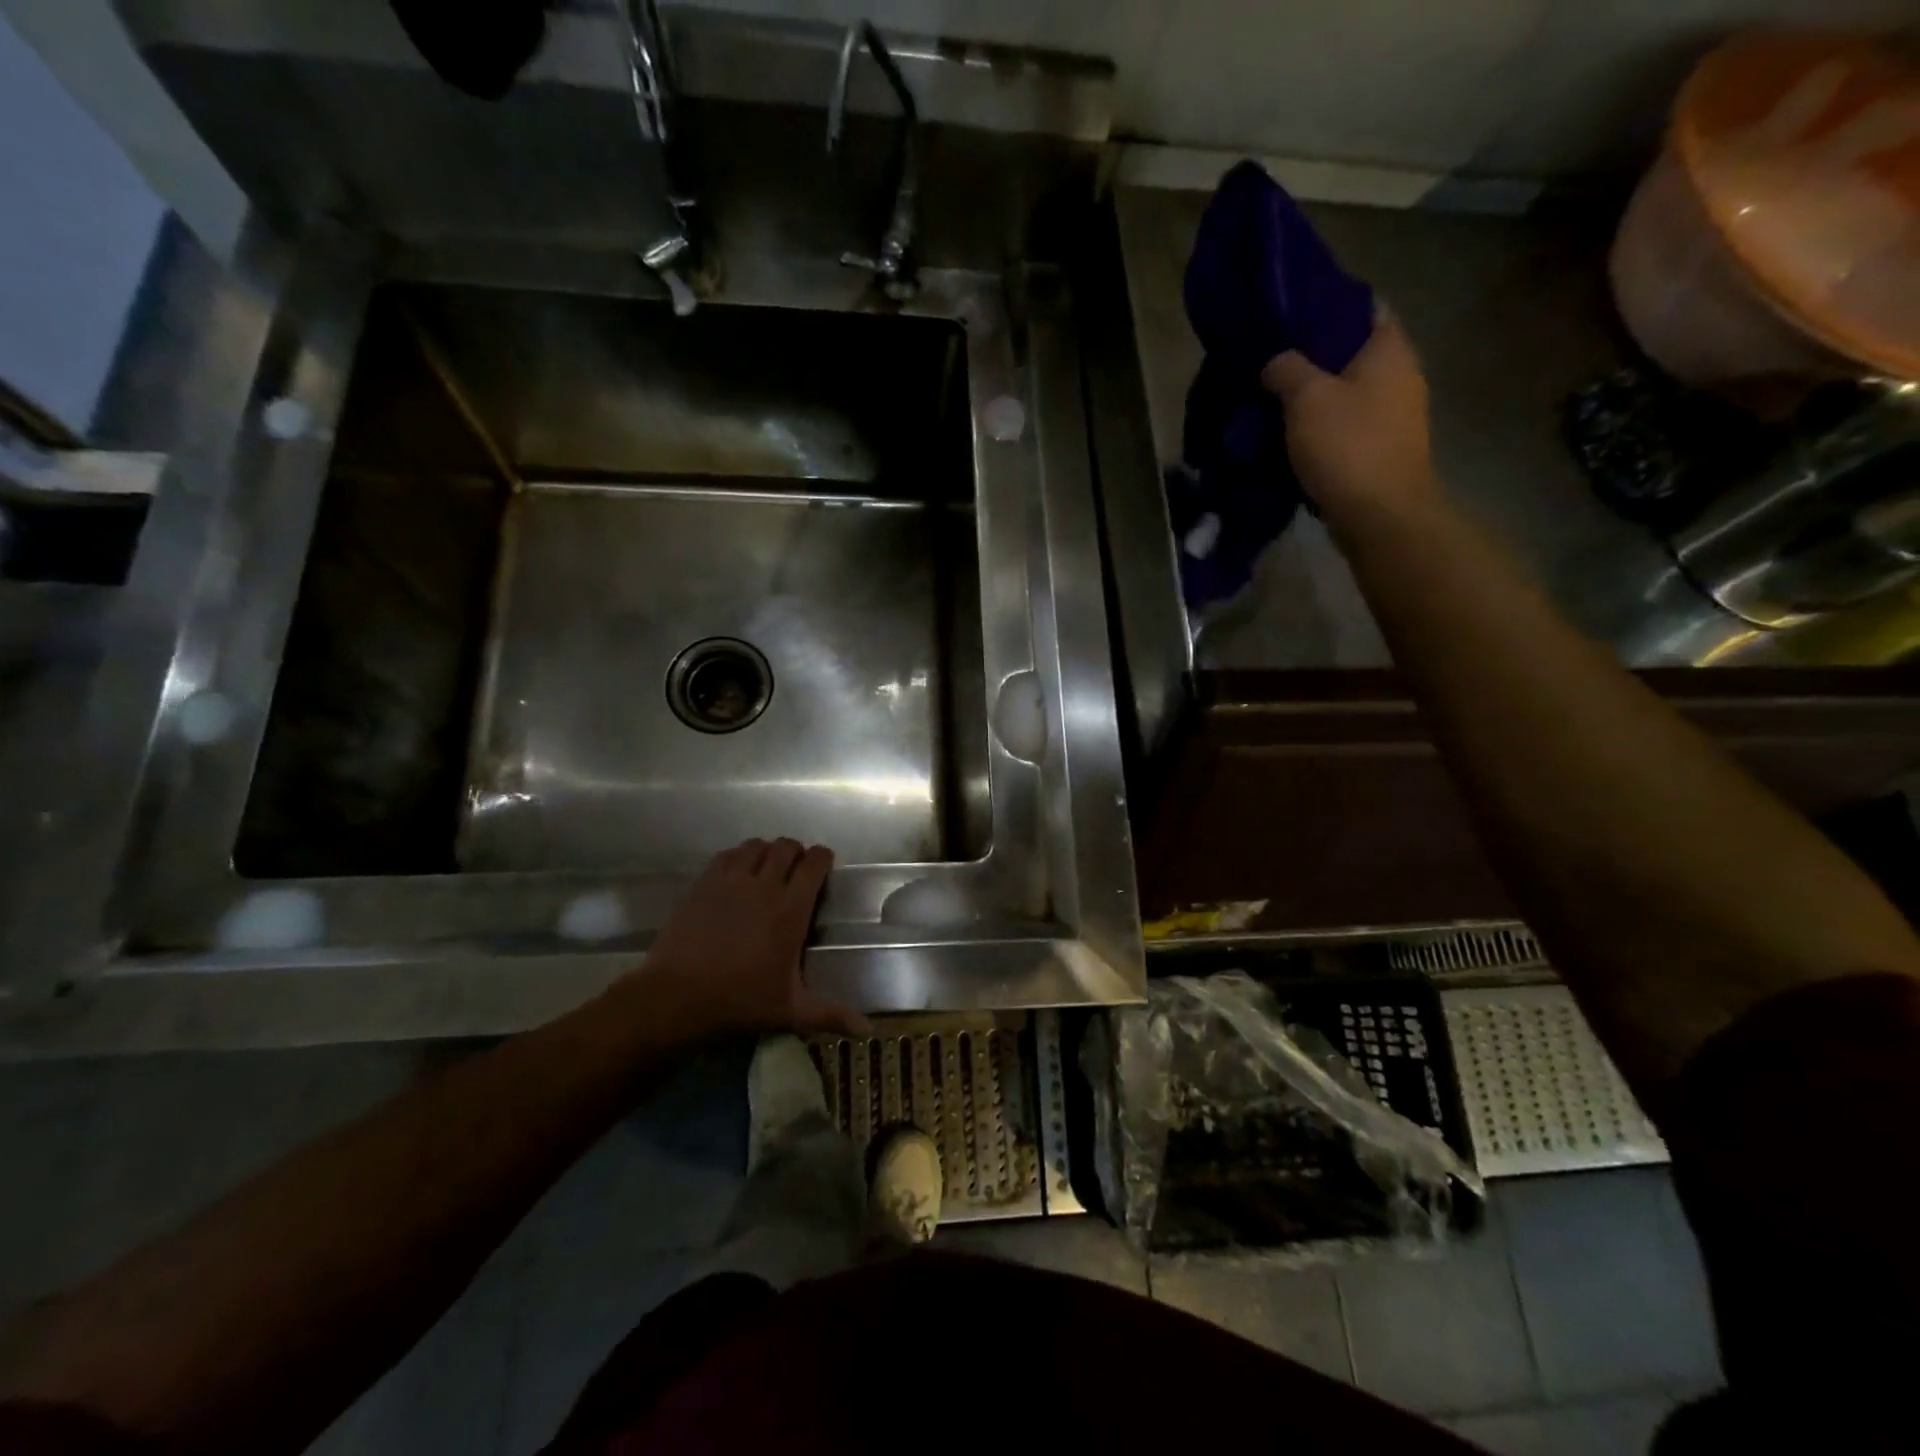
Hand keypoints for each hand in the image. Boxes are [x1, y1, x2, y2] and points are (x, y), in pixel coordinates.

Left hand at [637, 839, 870, 1039]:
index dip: (823, 858)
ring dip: (766, 852)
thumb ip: (831, 1014)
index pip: (814, 863)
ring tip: (766, 869)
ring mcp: (731, 881)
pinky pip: (727, 854)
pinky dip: (737, 857)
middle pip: (786, 846)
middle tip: (795, 871)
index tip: (824, 867)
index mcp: (791, 909)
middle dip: (796, 852)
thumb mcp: (790, 1010)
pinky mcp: (703, 883)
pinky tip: (736, 874)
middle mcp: (764, 885)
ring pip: (756, 846)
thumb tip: (869, 1030)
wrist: (676, 997)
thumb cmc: (739, 1001)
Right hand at [1261, 313, 1444, 525]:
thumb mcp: (1306, 398)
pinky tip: (1293, 435)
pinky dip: (1322, 426)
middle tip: (1271, 364)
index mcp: (1390, 348)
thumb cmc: (1348, 446)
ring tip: (1274, 401)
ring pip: (1347, 392)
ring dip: (1315, 397)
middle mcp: (1401, 374)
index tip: (1287, 320)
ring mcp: (1395, 414)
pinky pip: (1347, 425)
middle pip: (1352, 353)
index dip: (1324, 309)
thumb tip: (1276, 361)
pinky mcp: (1383, 448)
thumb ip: (1287, 369)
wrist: (1380, 515)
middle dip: (1313, 358)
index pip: (1361, 307)